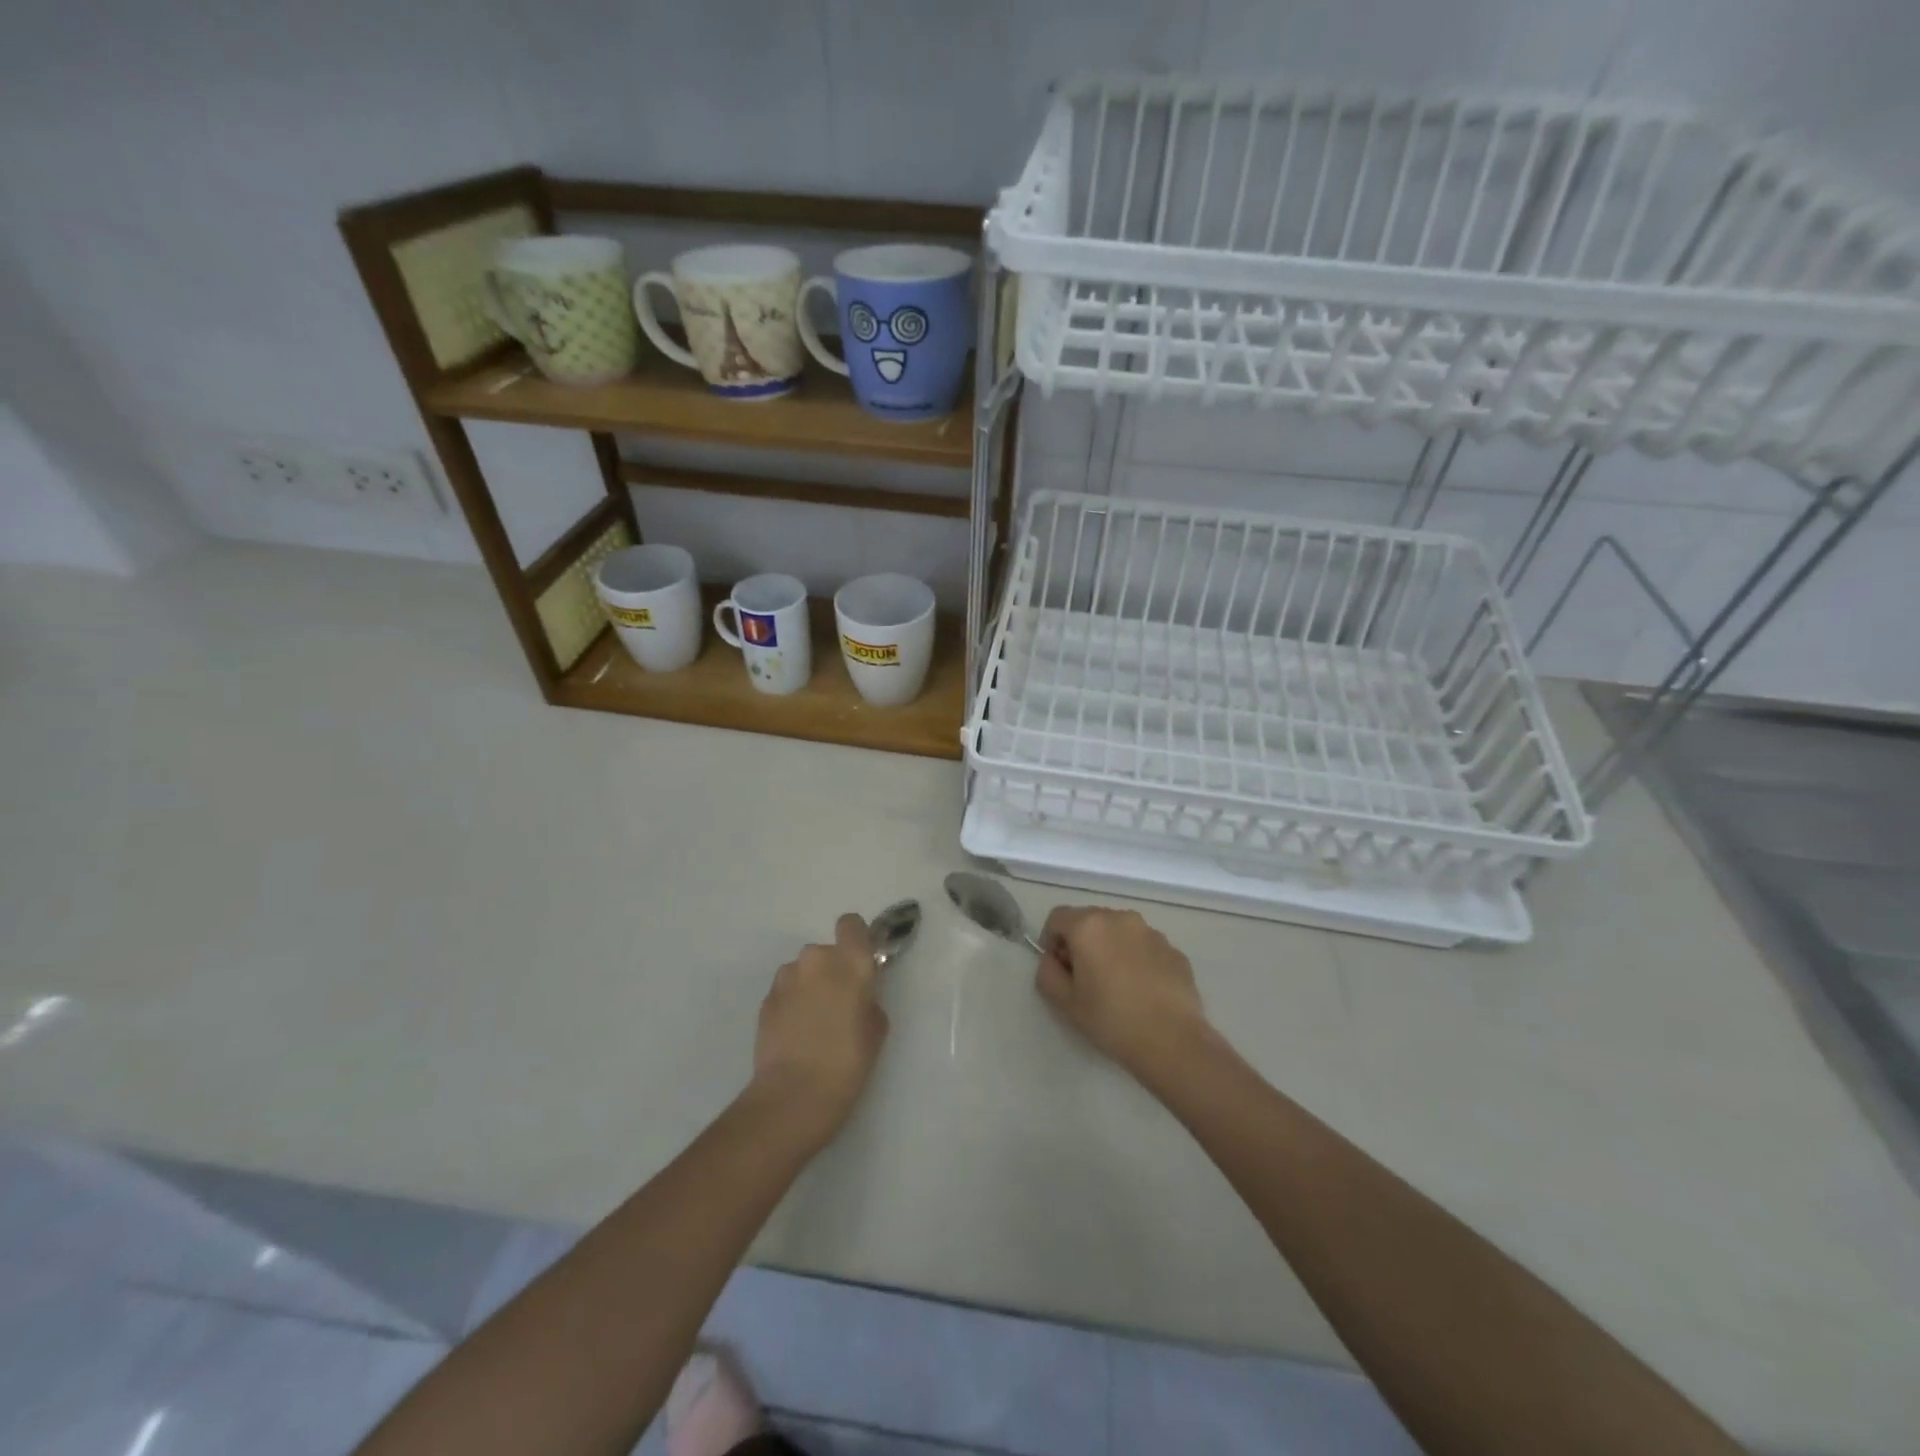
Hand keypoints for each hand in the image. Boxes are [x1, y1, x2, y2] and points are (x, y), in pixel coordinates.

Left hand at [751, 914, 888, 1149]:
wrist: (794, 1094)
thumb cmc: (848, 1060)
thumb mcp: (877, 1027)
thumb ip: (868, 997)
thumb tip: (857, 995)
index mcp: (850, 960)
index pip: (851, 924)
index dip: (855, 939)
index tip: (859, 963)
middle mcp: (816, 958)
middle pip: (825, 952)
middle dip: (831, 971)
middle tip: (838, 1005)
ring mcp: (786, 978)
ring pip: (802, 972)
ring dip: (808, 987)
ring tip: (813, 1024)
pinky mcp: (765, 999)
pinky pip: (785, 992)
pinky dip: (791, 1005)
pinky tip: (795, 1035)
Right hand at [1035, 906, 1213, 1083]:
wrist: (1173, 1042)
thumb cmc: (1112, 1020)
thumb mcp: (1065, 1002)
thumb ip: (1047, 972)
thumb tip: (1053, 959)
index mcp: (1089, 926)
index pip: (1057, 917)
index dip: (1051, 940)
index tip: (1059, 968)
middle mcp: (1120, 918)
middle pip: (1090, 920)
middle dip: (1081, 942)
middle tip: (1085, 979)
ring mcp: (1151, 932)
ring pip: (1119, 932)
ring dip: (1110, 948)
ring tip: (1117, 986)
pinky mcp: (1174, 949)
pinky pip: (1144, 947)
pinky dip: (1136, 959)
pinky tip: (1142, 991)